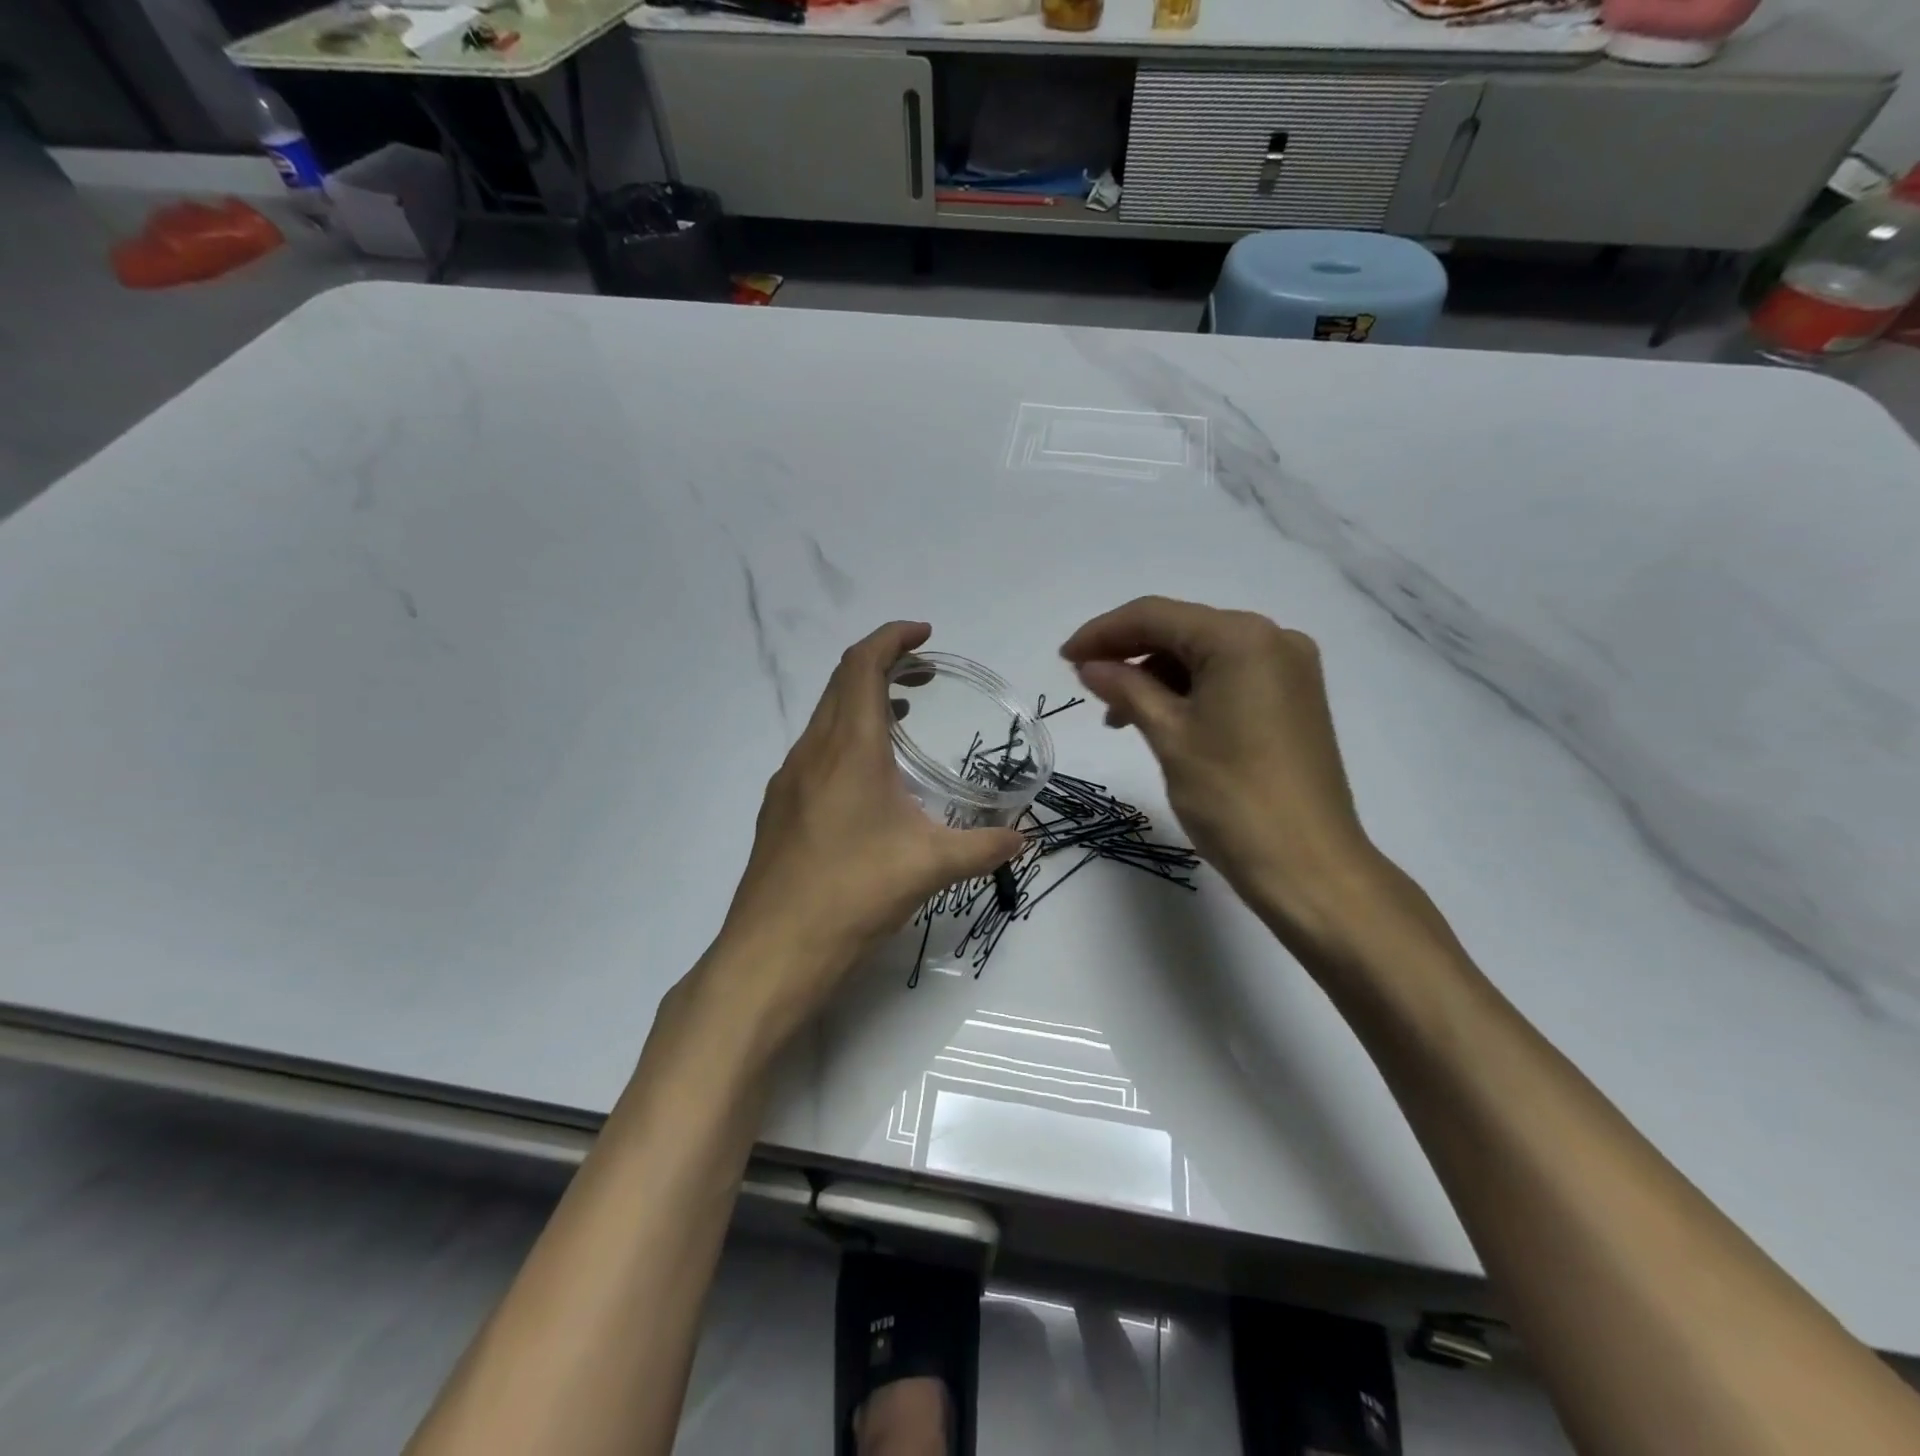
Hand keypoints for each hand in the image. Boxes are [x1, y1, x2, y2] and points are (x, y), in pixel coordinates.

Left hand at [711, 621, 1024, 1037]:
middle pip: (842, 683)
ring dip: (863, 703)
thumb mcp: (931, 866)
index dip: (893, 638)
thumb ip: (984, 847)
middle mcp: (813, 751)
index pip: (864, 665)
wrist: (774, 948)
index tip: (925, 634)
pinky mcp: (779, 808)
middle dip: (883, 665)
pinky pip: (815, 751)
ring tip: (903, 717)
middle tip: (923, 674)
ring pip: (825, 717)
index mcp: (850, 748)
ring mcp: (789, 779)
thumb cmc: (854, 893)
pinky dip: (845, 739)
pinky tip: (869, 779)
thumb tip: (1024, 840)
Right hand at [1060, 596, 1386, 952]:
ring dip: (1156, 674)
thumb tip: (1090, 665)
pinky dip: (1188, 690)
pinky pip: (1229, 677)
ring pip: (1204, 655)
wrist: (1309, 867)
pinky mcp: (1294, 699)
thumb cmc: (1232, 798)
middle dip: (1128, 652)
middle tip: (1084, 681)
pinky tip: (1159, 717)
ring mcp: (1289, 669)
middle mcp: (1273, 639)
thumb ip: (1126, 688)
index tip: (1064, 658)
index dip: (1103, 632)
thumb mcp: (1169, 735)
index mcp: (1242, 638)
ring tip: (1117, 715)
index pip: (1156, 616)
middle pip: (1183, 629)